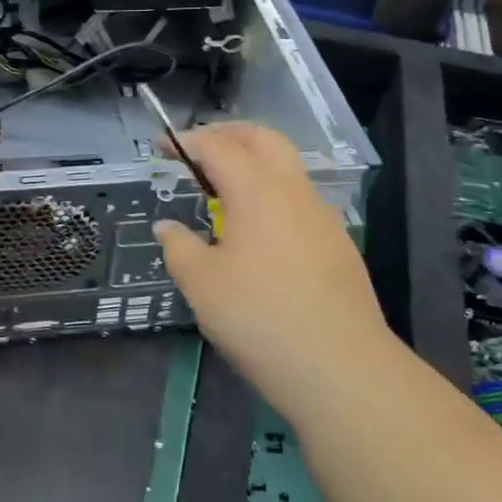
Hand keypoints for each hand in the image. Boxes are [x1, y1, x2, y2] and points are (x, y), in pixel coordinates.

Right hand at [153, 123, 395, 423]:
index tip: (161, 147)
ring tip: (224, 190)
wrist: (340, 367)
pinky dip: (273, 194)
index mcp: (257, 191)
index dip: (186, 141)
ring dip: (254, 162)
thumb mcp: (201, 284)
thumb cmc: (258, 317)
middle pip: (263, 139)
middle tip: (197, 150)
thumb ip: (179, 247)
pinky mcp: (339, 245)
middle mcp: (294, 192)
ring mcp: (323, 217)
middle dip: (227, 134)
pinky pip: (300, 200)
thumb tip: (167, 227)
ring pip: (288, 168)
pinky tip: (259, 232)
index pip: (218, 146)